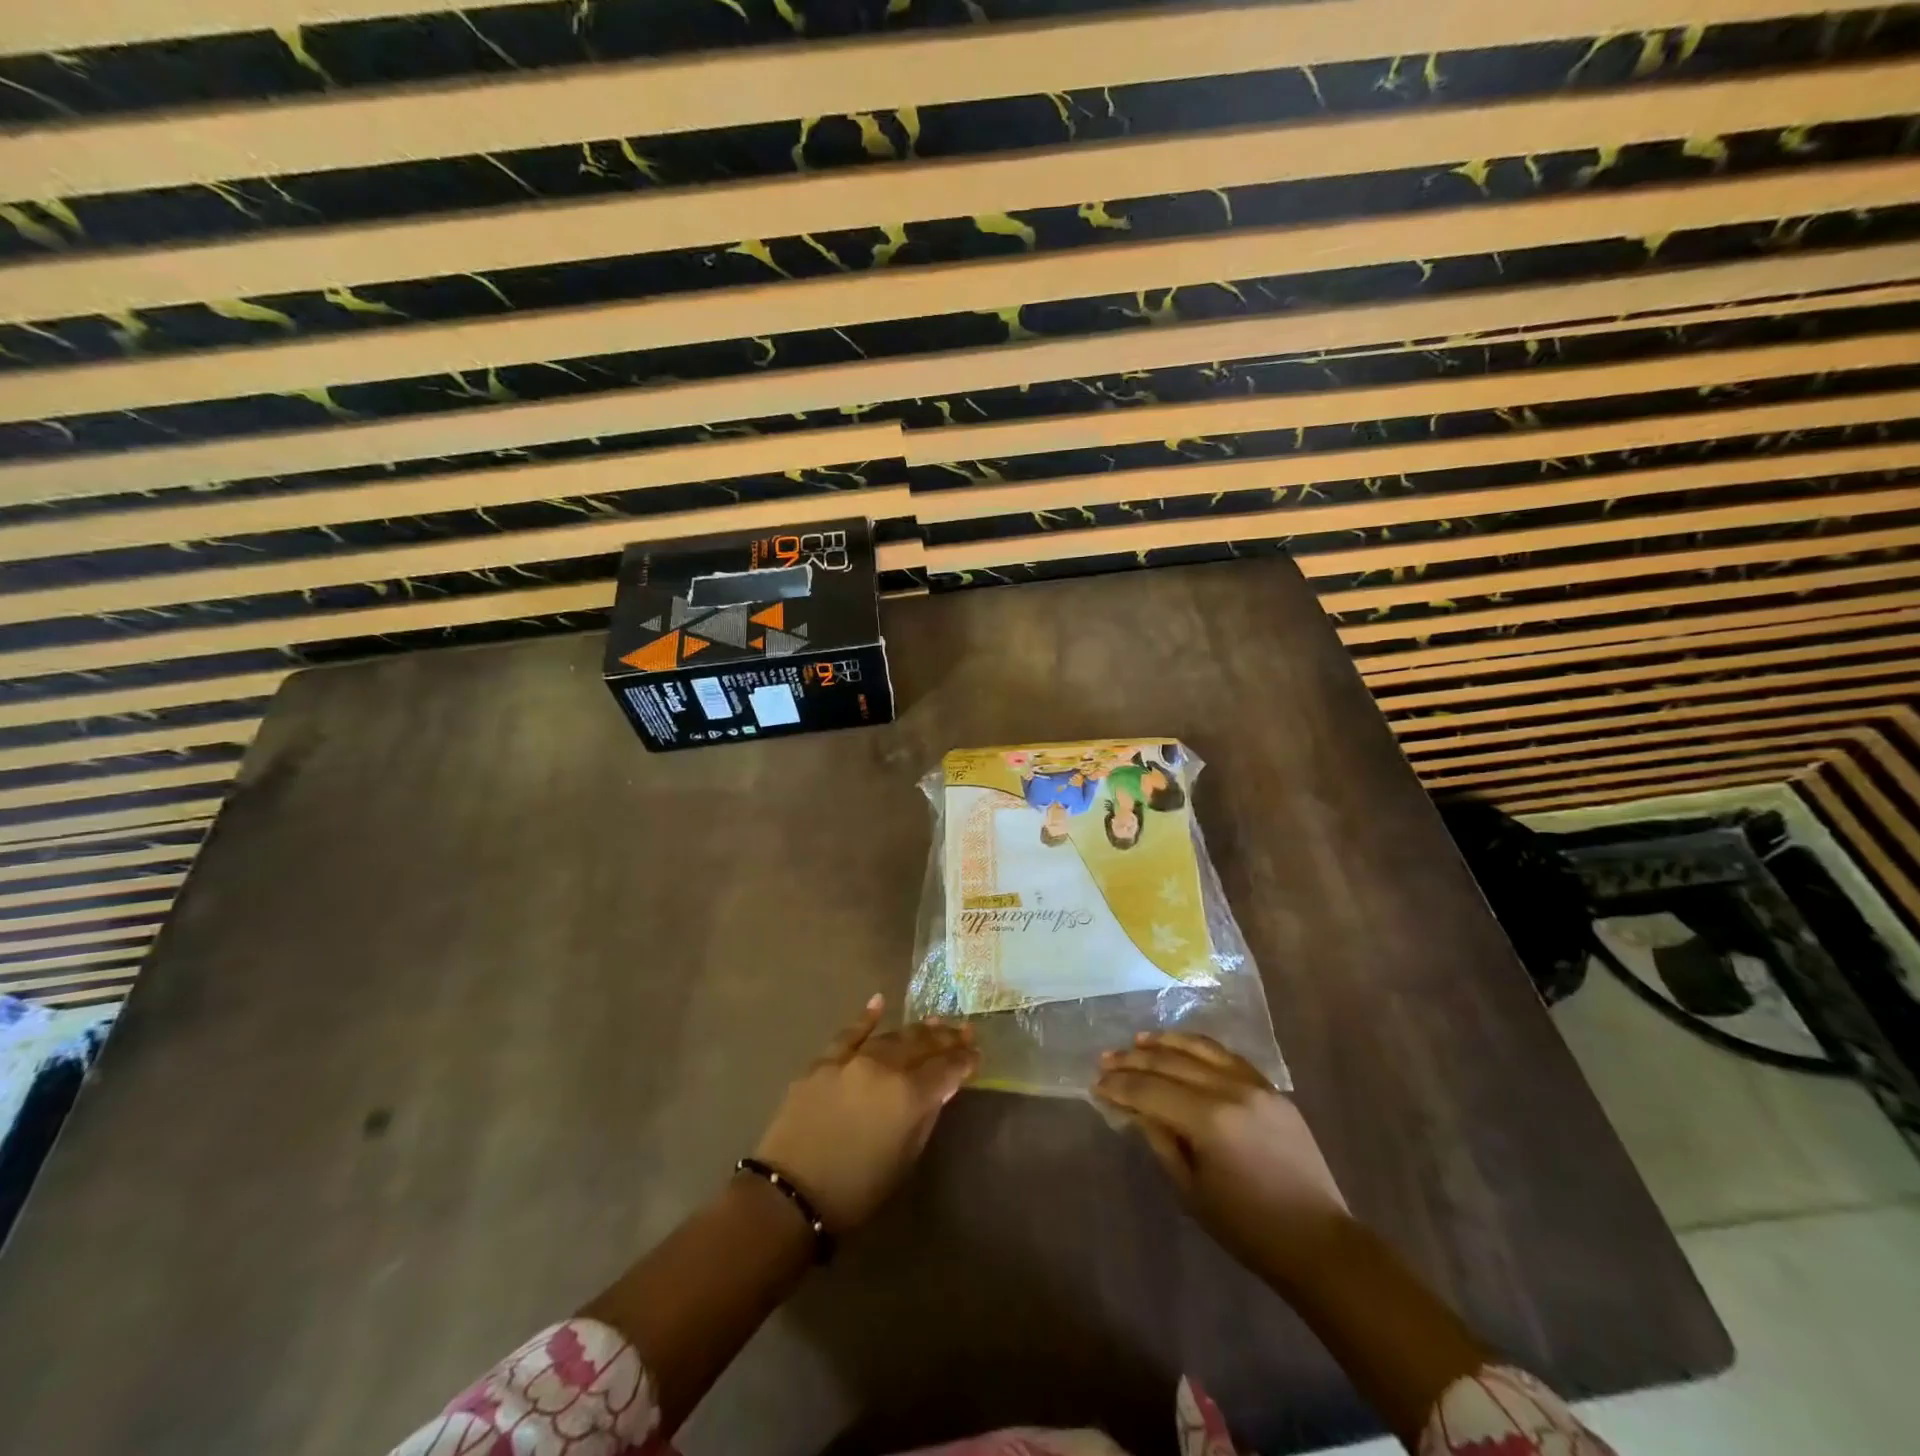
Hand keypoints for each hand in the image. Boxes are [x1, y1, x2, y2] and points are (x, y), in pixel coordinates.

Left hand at [752, 995, 978, 1231]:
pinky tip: (879, 1002)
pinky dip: (867, 1018)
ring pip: (891, 1037)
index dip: (964, 1060)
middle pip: (922, 1045)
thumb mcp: (904, 1159)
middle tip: (963, 1032)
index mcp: (910, 1095)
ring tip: (934, 1023)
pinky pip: (849, 1033)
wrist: (791, 1195)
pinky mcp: (824, 1061)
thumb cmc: (857, 1190)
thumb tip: (940, 1089)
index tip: (976, 1054)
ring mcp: (852, 1059)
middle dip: (945, 1039)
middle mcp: (885, 1067)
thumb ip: (925, 1117)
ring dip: (915, 1030)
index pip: (946, 1069)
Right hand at [1094, 1032, 1349, 1285]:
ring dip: (1164, 1043)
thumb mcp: (1190, 1190)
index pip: (1150, 1090)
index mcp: (1209, 1119)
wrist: (1317, 1241)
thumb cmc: (1247, 1227)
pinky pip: (1226, 1056)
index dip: (1119, 1086)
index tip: (1096, 1084)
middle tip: (1105, 1059)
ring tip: (1136, 1041)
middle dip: (1133, 1060)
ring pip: (1199, 1048)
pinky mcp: (1270, 1088)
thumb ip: (1159, 1140)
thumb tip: (1135, 1108)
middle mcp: (1230, 1089)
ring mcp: (1254, 1084)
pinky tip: (1180, 1047)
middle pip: (1171, 1063)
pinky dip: (1198, 1047)